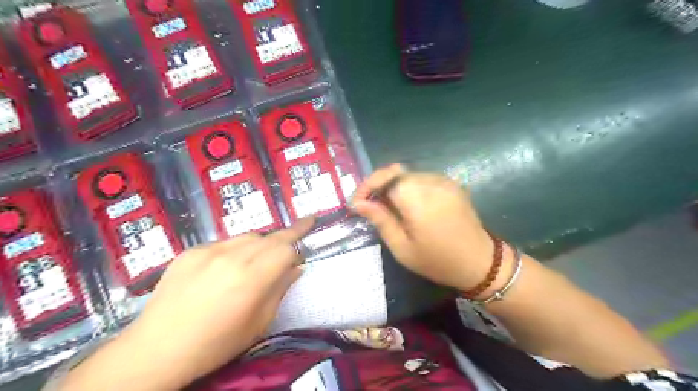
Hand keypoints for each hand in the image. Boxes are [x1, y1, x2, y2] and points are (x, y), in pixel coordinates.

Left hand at [63, 218, 313, 389]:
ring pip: (247, 236)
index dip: (300, 237)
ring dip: (261, 243)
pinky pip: (223, 243)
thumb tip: (296, 268)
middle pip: (269, 237)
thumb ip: (280, 290)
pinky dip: (235, 249)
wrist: (156, 350)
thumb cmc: (216, 344)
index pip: (286, 247)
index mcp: (252, 278)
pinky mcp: (190, 252)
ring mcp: (208, 251)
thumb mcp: (258, 323)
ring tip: (258, 259)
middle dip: (285, 236)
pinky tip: (227, 267)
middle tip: (295, 236)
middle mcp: (232, 257)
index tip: (311, 226)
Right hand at [353, 164, 493, 291]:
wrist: (480, 262)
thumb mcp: (402, 248)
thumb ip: (380, 220)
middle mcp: (431, 182)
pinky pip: (422, 179)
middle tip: (369, 206)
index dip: (367, 186)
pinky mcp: (451, 184)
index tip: (356, 202)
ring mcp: (443, 181)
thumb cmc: (437, 261)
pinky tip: (408, 205)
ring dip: (393, 186)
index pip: (385, 177)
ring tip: (387, 207)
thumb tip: (359, 203)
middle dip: (378, 186)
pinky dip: (409, 188)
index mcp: (417, 198)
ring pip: (408, 175)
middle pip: (396, 172)